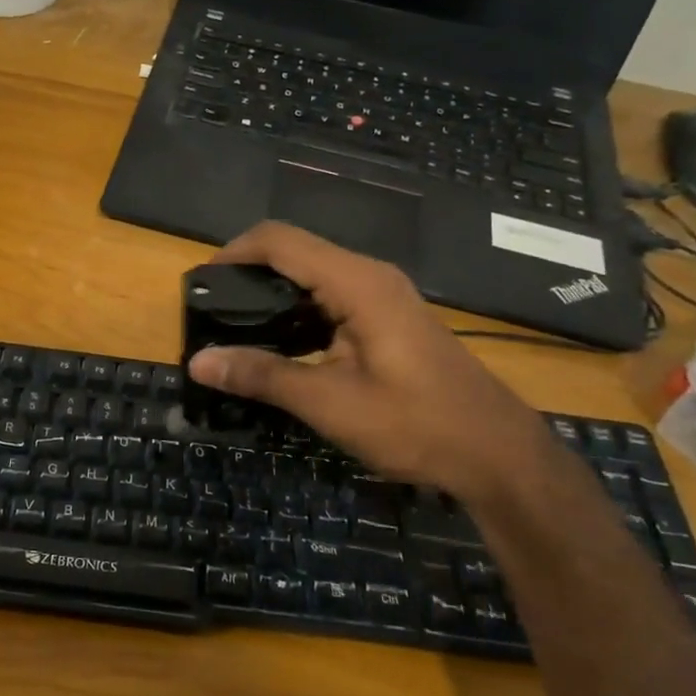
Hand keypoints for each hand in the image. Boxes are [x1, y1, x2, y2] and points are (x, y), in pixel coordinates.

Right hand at [185, 223, 554, 502]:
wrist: (497, 454)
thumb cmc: (416, 424)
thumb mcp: (330, 403)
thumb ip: (262, 375)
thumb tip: (198, 361)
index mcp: (356, 282)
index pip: (280, 241)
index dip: (234, 252)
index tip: (200, 284)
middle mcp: (369, 276)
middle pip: (294, 252)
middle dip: (248, 274)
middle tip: (210, 311)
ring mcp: (383, 296)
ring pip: (312, 275)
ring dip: (272, 294)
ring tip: (234, 328)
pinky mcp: (388, 318)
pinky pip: (330, 297)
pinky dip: (297, 312)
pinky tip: (280, 346)